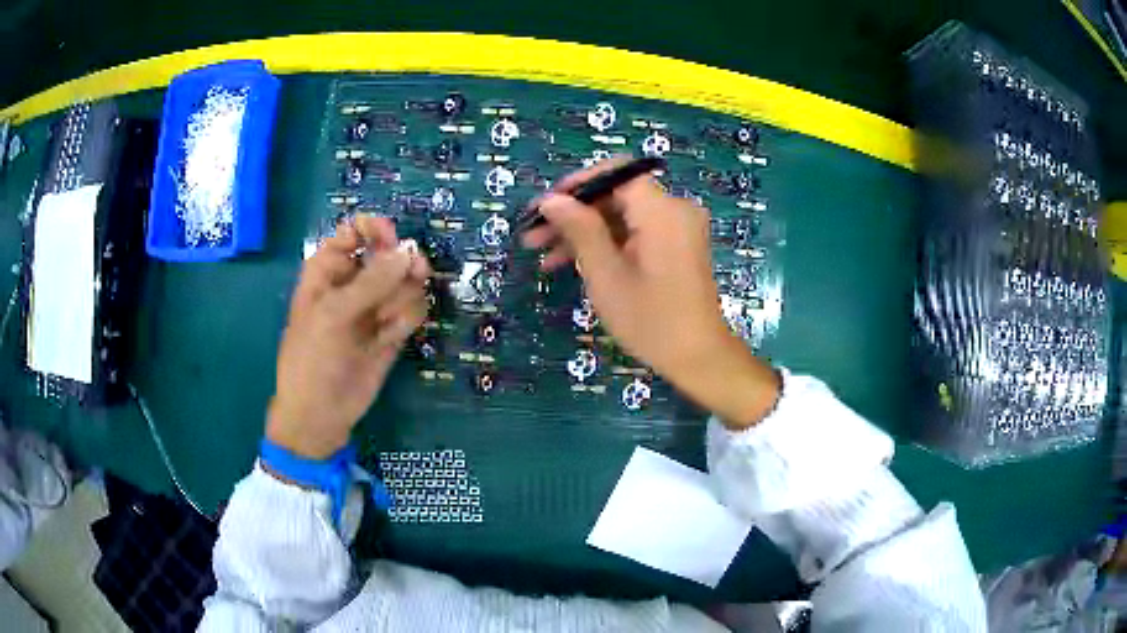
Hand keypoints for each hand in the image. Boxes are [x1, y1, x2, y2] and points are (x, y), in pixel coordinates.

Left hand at [267, 216, 430, 457]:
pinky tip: (391, 336)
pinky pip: (413, 309)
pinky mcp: (392, 330)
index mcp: (328, 268)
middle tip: (415, 273)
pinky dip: (407, 319)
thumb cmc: (312, 358)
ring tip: (385, 322)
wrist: (321, 413)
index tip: (391, 240)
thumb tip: (408, 252)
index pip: (356, 231)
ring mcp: (375, 306)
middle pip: (390, 252)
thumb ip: (371, 282)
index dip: (376, 229)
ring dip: (402, 298)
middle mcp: (354, 282)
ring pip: (406, 281)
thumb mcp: (333, 315)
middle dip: (401, 264)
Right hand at [522, 159, 778, 427]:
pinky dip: (608, 244)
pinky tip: (574, 264)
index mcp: (661, 210)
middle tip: (534, 237)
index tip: (545, 207)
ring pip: (623, 216)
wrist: (698, 357)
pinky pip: (636, 233)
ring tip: (544, 257)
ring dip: (585, 232)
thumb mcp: (606, 275)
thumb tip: (551, 200)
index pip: (615, 173)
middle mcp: (674, 209)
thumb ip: (579, 229)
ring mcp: (678, 228)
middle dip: (574, 214)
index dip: (576, 185)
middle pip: (616, 195)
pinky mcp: (677, 246)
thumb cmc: (650, 320)